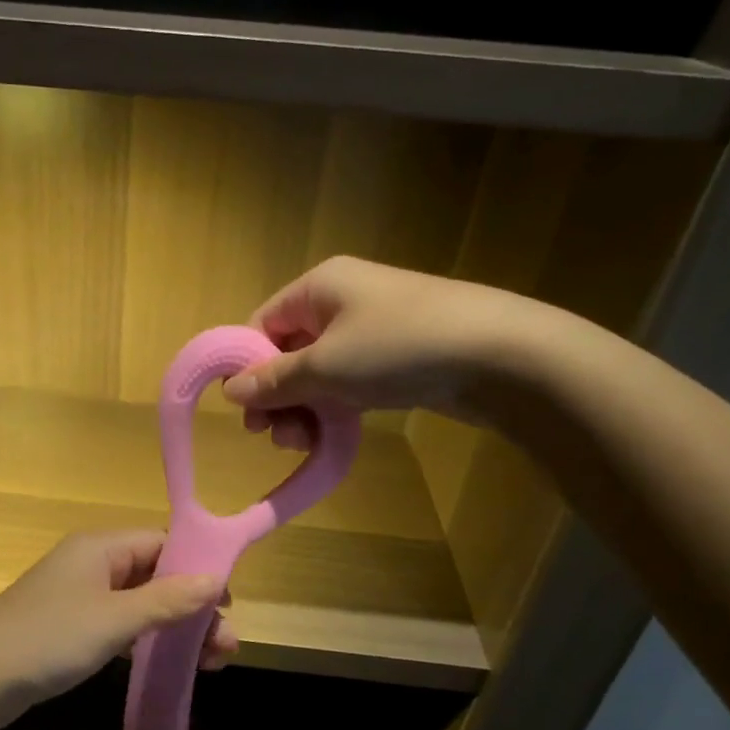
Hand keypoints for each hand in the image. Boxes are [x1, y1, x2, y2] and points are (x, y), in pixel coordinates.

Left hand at [0, 531, 238, 729]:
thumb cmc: (49, 638)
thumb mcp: (115, 619)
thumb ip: (168, 600)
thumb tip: (217, 579)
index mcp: (102, 546)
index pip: (163, 543)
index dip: (198, 569)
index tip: (228, 604)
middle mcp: (92, 563)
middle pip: (156, 575)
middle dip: (192, 607)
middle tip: (226, 646)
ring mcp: (80, 596)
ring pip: (141, 603)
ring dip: (174, 628)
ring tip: (211, 663)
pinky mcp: (70, 626)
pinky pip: (121, 624)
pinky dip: (147, 640)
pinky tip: (167, 663)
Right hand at [222, 255, 521, 447]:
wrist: (498, 354)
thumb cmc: (397, 348)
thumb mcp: (325, 366)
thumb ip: (274, 380)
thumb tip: (231, 390)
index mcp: (318, 286)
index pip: (262, 323)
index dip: (248, 367)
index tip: (246, 411)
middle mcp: (341, 300)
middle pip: (288, 350)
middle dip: (278, 396)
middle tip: (275, 436)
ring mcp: (372, 327)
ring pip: (319, 370)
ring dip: (304, 408)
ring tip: (305, 442)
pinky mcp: (397, 355)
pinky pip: (350, 380)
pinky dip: (336, 406)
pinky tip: (331, 435)